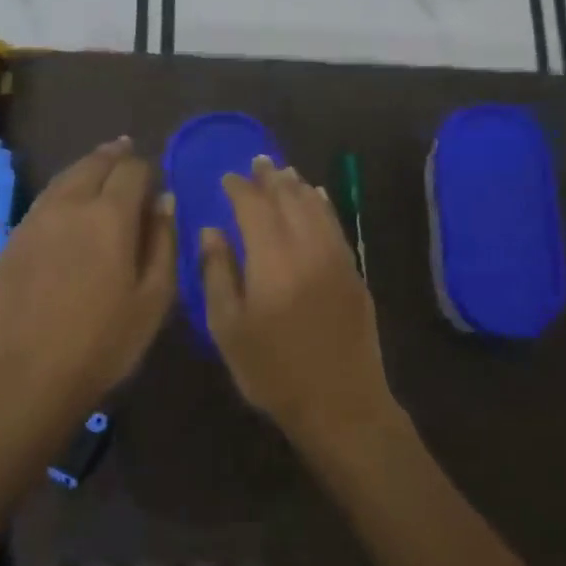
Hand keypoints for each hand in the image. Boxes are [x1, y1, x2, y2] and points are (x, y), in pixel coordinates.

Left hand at [0, 137, 175, 418]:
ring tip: (99, 167)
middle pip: (93, 164)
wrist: (27, 377)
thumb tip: (165, 201)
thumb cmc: (105, 342)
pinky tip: (67, 207)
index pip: (132, 170)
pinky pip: (43, 203)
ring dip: (85, 169)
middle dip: (114, 156)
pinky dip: (61, 193)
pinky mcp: (10, 242)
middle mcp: (70, 206)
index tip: (155, 180)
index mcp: (110, 215)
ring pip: (63, 178)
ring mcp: (34, 221)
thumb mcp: (155, 298)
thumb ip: (164, 243)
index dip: (147, 169)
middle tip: (126, 151)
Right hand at [199, 156, 399, 456]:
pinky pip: (337, 226)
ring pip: (317, 208)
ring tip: (284, 172)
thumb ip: (218, 274)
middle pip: (289, 200)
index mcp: (272, 260)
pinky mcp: (354, 273)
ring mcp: (337, 258)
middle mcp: (307, 248)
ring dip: (298, 187)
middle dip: (271, 178)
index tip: (227, 177)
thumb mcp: (229, 329)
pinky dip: (324, 206)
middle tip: (258, 162)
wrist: (340, 403)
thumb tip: (211, 231)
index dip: (239, 188)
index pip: (254, 208)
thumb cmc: (273, 372)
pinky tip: (318, 198)